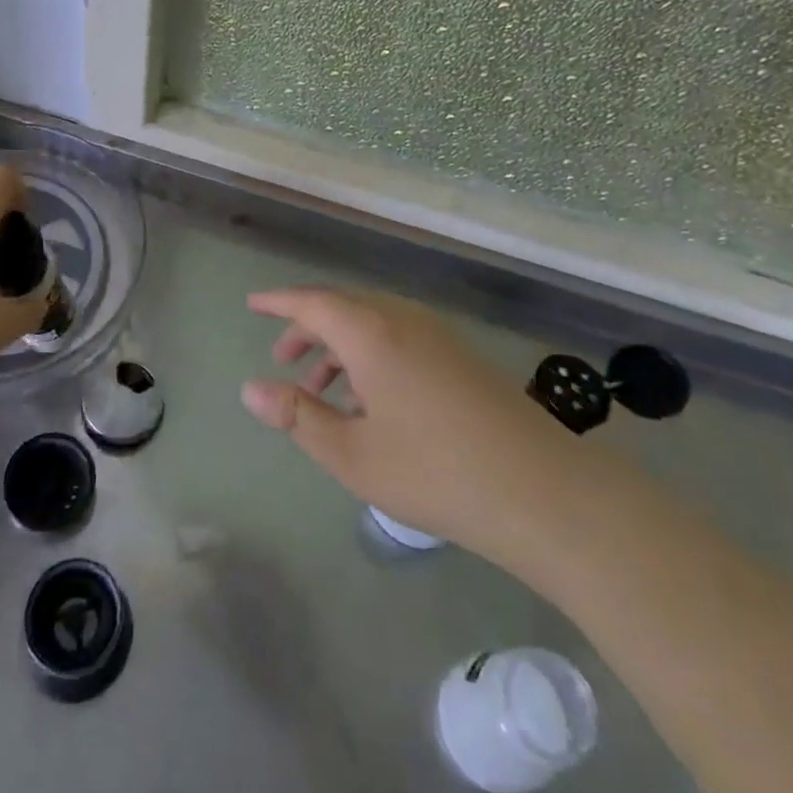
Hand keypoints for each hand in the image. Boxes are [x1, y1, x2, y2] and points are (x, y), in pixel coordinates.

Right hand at [240, 287, 596, 568]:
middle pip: (342, 308)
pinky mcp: (460, 356)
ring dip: (340, 345)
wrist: (542, 490)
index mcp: (370, 332)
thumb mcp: (352, 453)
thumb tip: (250, 388)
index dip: (278, 302)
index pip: (312, 302)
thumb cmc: (434, 471)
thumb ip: (298, 416)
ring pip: (373, 323)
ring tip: (322, 387)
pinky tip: (371, 400)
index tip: (252, 305)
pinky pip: (399, 337)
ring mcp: (437, 335)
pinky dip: (370, 354)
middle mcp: (402, 318)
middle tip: (283, 360)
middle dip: (307, 329)